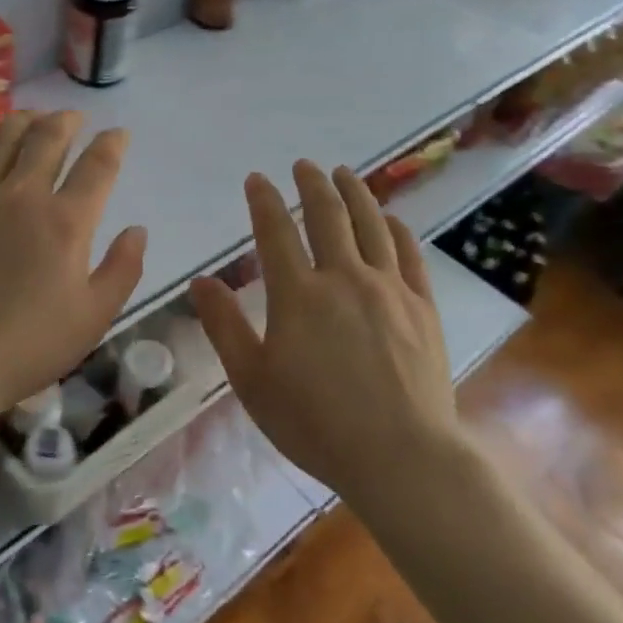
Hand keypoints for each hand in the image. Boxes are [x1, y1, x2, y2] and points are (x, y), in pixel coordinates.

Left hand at [0, 110, 146, 423]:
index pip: (97, 165)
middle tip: (76, 118)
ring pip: (3, 137)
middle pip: (48, 137)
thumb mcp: (93, 317)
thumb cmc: (28, 345)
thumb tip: (137, 229)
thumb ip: (123, 269)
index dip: (113, 144)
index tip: (119, 134)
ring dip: (26, 120)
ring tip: (36, 118)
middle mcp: (23, 196)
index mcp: (66, 222)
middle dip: (68, 120)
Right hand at [190, 161, 458, 494]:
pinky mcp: (422, 306)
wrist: (401, 457)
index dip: (263, 200)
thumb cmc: (315, 423)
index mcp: (297, 294)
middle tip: (304, 165)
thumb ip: (224, 326)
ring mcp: (388, 289)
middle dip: (312, 184)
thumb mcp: (252, 380)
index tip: (256, 179)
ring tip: (344, 174)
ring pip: (371, 224)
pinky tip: (389, 219)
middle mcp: (344, 277)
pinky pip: (408, 254)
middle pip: (327, 215)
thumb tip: (201, 281)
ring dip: (355, 192)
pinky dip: (395, 229)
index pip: (275, 231)